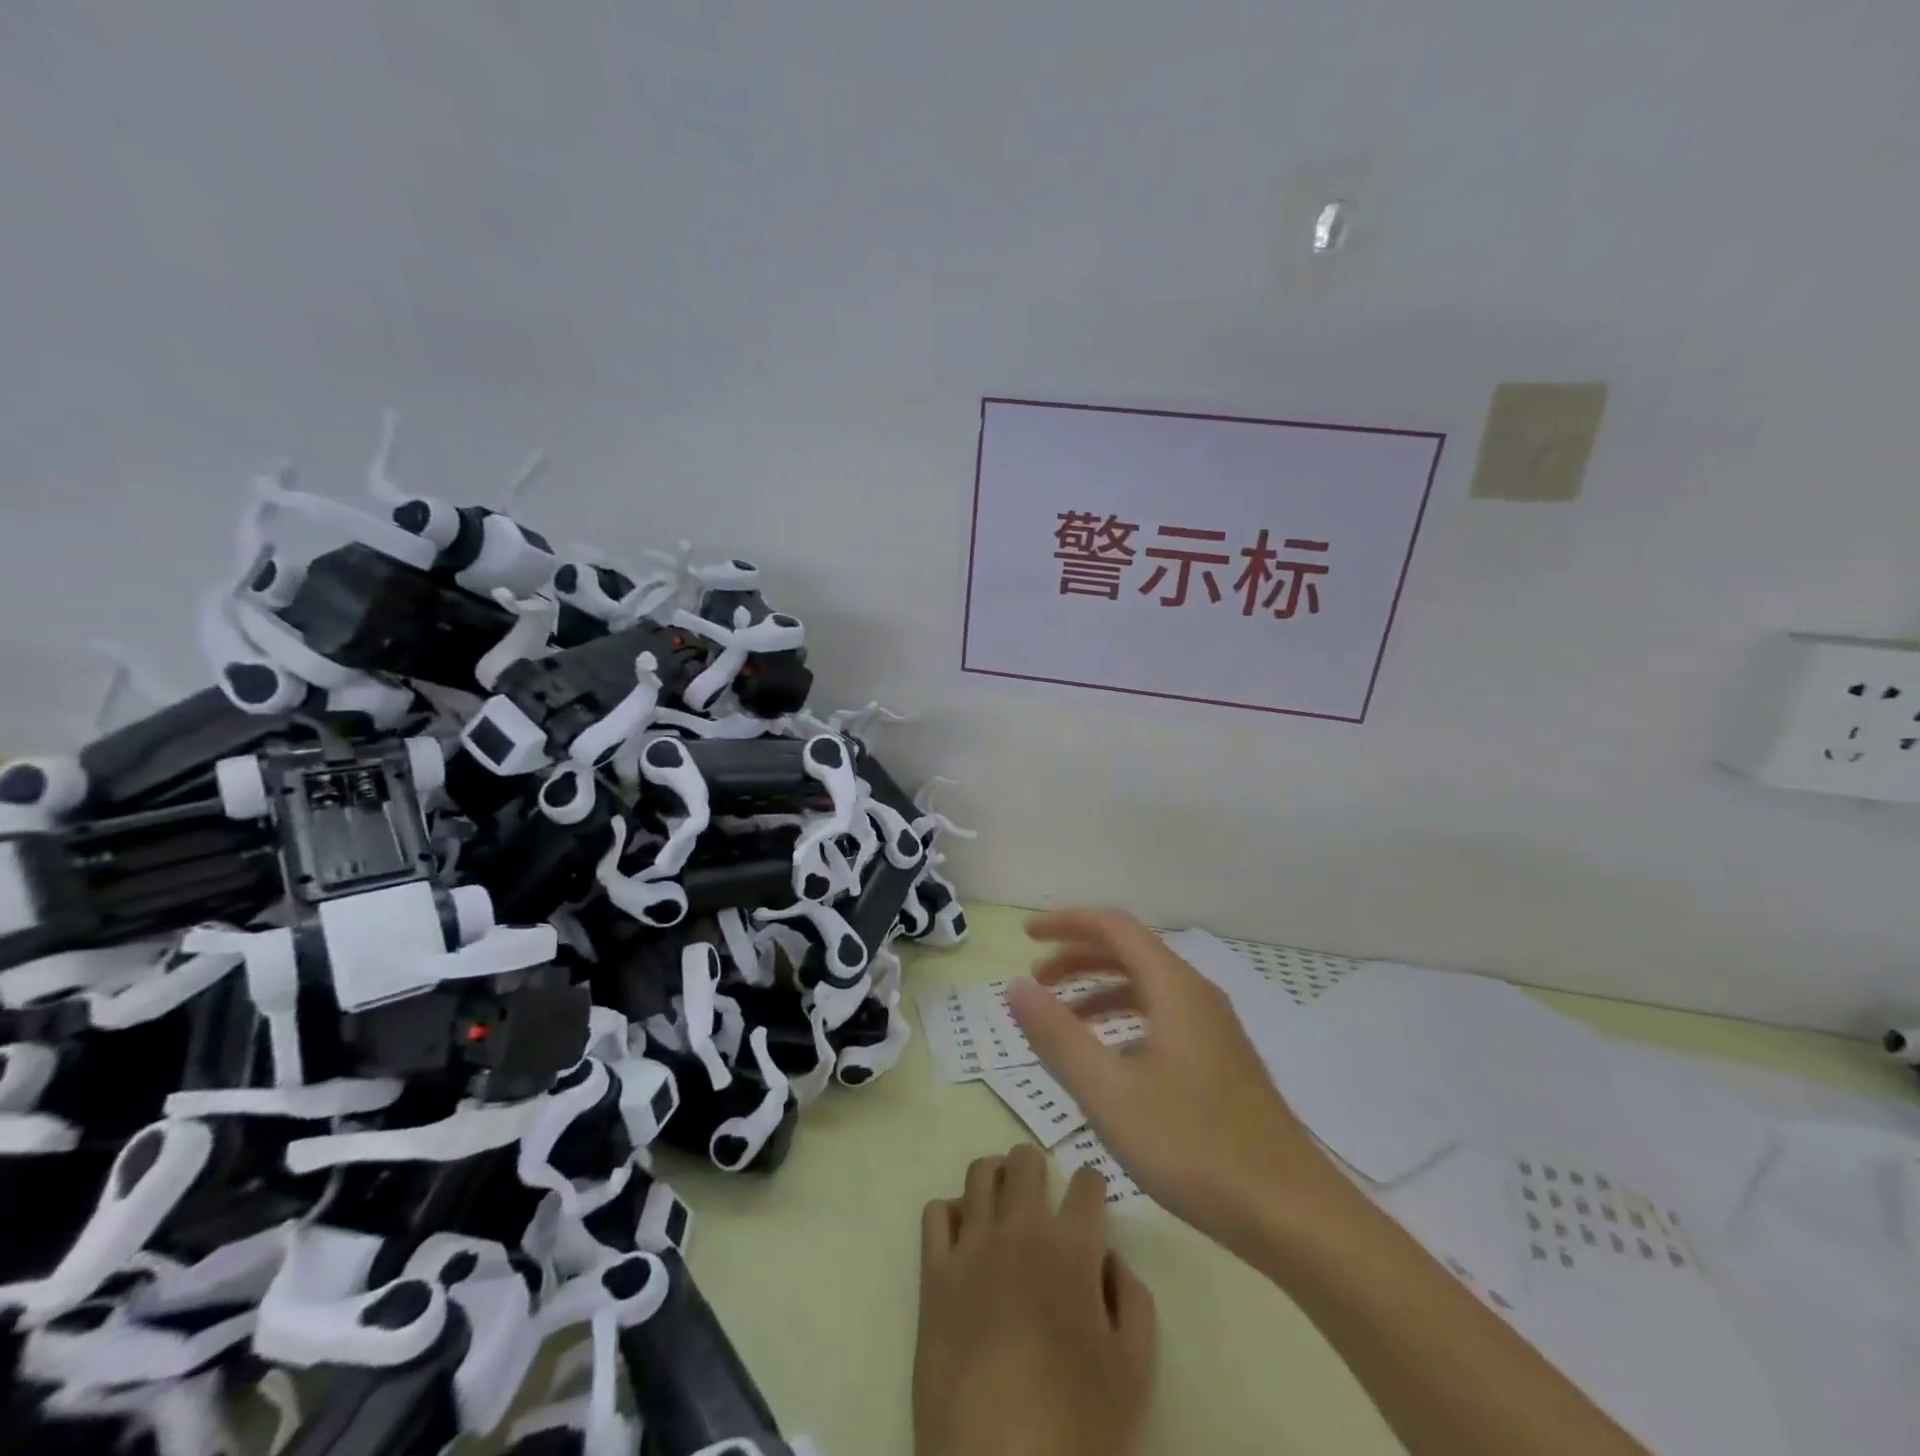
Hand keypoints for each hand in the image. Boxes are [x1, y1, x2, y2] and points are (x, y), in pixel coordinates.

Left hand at [914, 1144, 1156, 1455]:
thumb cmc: (1077, 1423)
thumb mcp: (1134, 1371)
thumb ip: (1134, 1301)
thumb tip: (1110, 1260)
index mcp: (1071, 1247)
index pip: (1086, 1183)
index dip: (1092, 1184)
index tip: (1092, 1198)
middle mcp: (1020, 1229)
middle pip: (1025, 1162)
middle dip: (1038, 1168)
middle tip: (1042, 1192)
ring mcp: (972, 1246)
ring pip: (979, 1173)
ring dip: (996, 1177)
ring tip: (1003, 1201)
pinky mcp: (934, 1272)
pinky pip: (936, 1213)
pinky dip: (951, 1212)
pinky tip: (964, 1235)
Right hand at [1010, 908, 1337, 1252]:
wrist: (1293, 1215)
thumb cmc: (1194, 1146)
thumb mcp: (1108, 1092)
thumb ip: (1057, 1035)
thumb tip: (1016, 986)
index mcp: (1174, 987)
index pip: (1114, 927)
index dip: (1066, 923)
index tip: (1026, 937)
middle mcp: (1197, 995)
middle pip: (1130, 952)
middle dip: (1077, 957)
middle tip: (1036, 981)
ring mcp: (1214, 1030)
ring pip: (1147, 987)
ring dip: (1099, 990)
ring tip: (1062, 1020)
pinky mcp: (1222, 1062)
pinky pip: (1163, 1017)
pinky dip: (1125, 1020)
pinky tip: (1110, 1060)